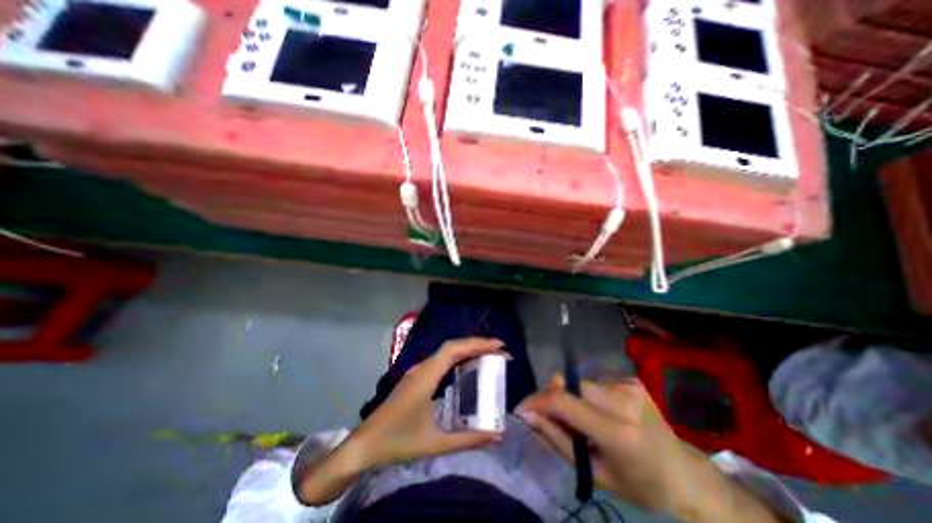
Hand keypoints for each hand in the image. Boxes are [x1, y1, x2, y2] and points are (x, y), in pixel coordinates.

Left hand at [347, 340, 507, 469]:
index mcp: (426, 376)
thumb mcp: (435, 443)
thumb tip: (497, 435)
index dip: (478, 344)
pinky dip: (458, 358)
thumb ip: (468, 439)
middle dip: (477, 345)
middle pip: (453, 346)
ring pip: (446, 352)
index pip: (455, 349)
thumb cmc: (398, 441)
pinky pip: (441, 360)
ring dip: (467, 350)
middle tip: (499, 351)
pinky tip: (466, 367)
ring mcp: (418, 371)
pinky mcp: (416, 377)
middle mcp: (423, 367)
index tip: (499, 346)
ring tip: (488, 356)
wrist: (364, 444)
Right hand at [517, 375, 697, 513]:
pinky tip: (602, 413)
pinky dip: (589, 396)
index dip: (538, 400)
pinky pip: (595, 382)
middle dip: (556, 399)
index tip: (522, 408)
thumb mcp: (594, 471)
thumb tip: (527, 414)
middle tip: (556, 418)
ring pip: (581, 383)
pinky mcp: (631, 379)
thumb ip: (556, 439)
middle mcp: (623, 400)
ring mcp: (629, 385)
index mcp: (618, 432)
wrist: (684, 474)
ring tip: (585, 420)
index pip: (564, 403)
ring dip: (574, 398)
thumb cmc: (638, 483)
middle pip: (571, 387)